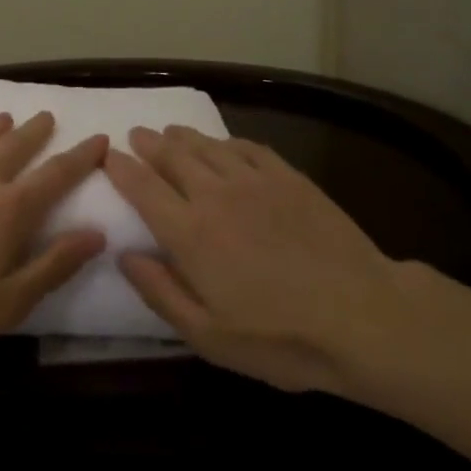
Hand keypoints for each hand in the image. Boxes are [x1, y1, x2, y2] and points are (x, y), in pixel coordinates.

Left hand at [0, 111, 107, 368]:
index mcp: (10, 210)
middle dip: (36, 130)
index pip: (56, 174)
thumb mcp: (9, 302)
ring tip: (5, 117)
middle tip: (47, 115)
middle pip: (15, 147)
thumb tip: (97, 233)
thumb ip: (54, 264)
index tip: (99, 138)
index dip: (81, 156)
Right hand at [108, 126, 425, 395]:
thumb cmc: (281, 338)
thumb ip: (160, 292)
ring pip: (207, 146)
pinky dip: (227, 142)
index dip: (121, 168)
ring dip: (183, 137)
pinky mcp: (290, 178)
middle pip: (172, 156)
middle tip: (136, 135)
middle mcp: (215, 195)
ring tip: (170, 132)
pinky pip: (248, 147)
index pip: (143, 188)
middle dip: (149, 143)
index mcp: (190, 233)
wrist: (363, 316)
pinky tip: (223, 145)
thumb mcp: (208, 336)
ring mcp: (255, 181)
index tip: (108, 156)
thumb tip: (125, 255)